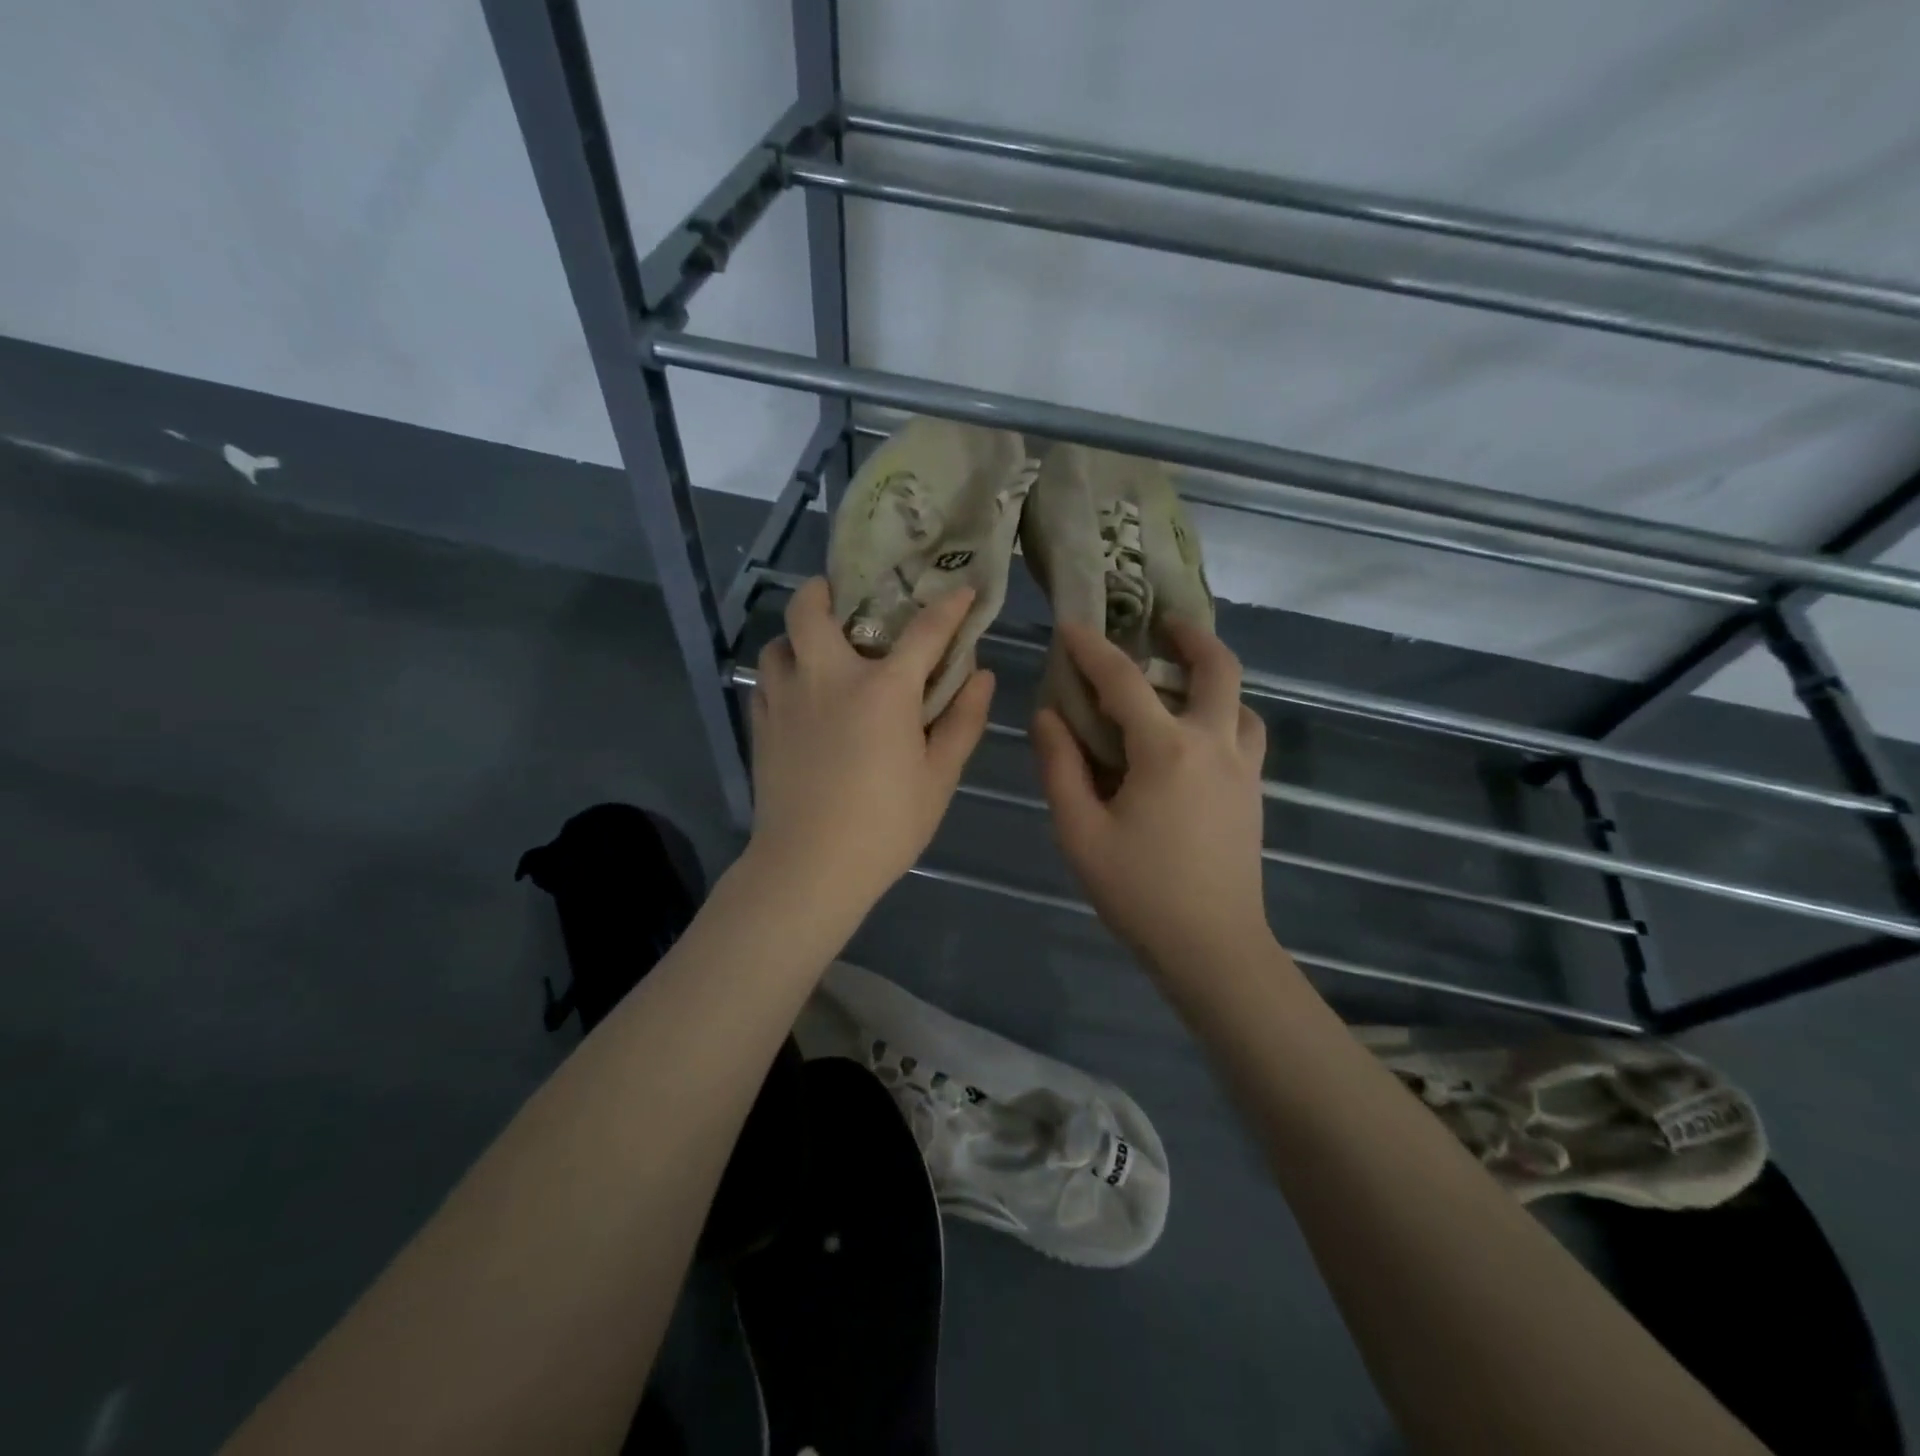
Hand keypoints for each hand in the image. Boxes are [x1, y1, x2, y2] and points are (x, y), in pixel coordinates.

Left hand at [746, 576, 993, 912]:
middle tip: (845, 600)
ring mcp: (786, 699)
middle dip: (825, 590)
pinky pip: (765, 681)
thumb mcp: (939, 778)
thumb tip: (980, 676)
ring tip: (820, 654)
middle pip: (811, 608)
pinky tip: (800, 697)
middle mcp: (828, 678)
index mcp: (883, 689)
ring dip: (799, 637)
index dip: (949, 607)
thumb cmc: (885, 825)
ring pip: (779, 642)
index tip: (962, 590)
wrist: (809, 868)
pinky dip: (783, 675)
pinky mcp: (761, 726)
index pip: (925, 631)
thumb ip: (963, 721)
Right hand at [1033, 620, 1270, 974]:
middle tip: (1164, 623)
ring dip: (1214, 677)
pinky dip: (1224, 714)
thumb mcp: (1080, 832)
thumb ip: (1060, 767)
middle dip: (1191, 636)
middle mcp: (1214, 745)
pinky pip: (1246, 734)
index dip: (1093, 650)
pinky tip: (1196, 734)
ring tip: (1182, 679)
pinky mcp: (1254, 793)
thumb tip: (1048, 716)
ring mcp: (1243, 769)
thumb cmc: (1139, 892)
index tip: (1071, 626)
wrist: (1213, 948)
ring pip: (1242, 702)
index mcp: (1167, 750)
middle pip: (1218, 669)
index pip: (1124, 682)